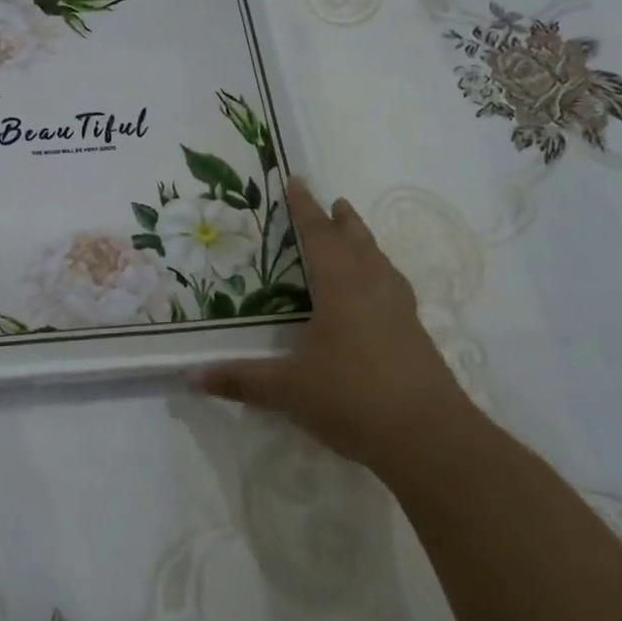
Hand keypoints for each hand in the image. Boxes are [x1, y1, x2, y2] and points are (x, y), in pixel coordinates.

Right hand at [198, 176, 476, 471]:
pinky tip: (380, 295)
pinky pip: (395, 289)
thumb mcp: (289, 390)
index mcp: (342, 290)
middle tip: (336, 202)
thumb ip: (241, 380)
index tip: (297, 181)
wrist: (431, 439)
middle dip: (343, 222)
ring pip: (382, 264)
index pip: (320, 238)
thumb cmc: (353, 399)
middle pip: (358, 244)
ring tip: (358, 236)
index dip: (306, 210)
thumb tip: (190, 376)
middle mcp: (374, 291)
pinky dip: (382, 275)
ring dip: (367, 244)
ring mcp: (401, 314)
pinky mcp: (417, 338)